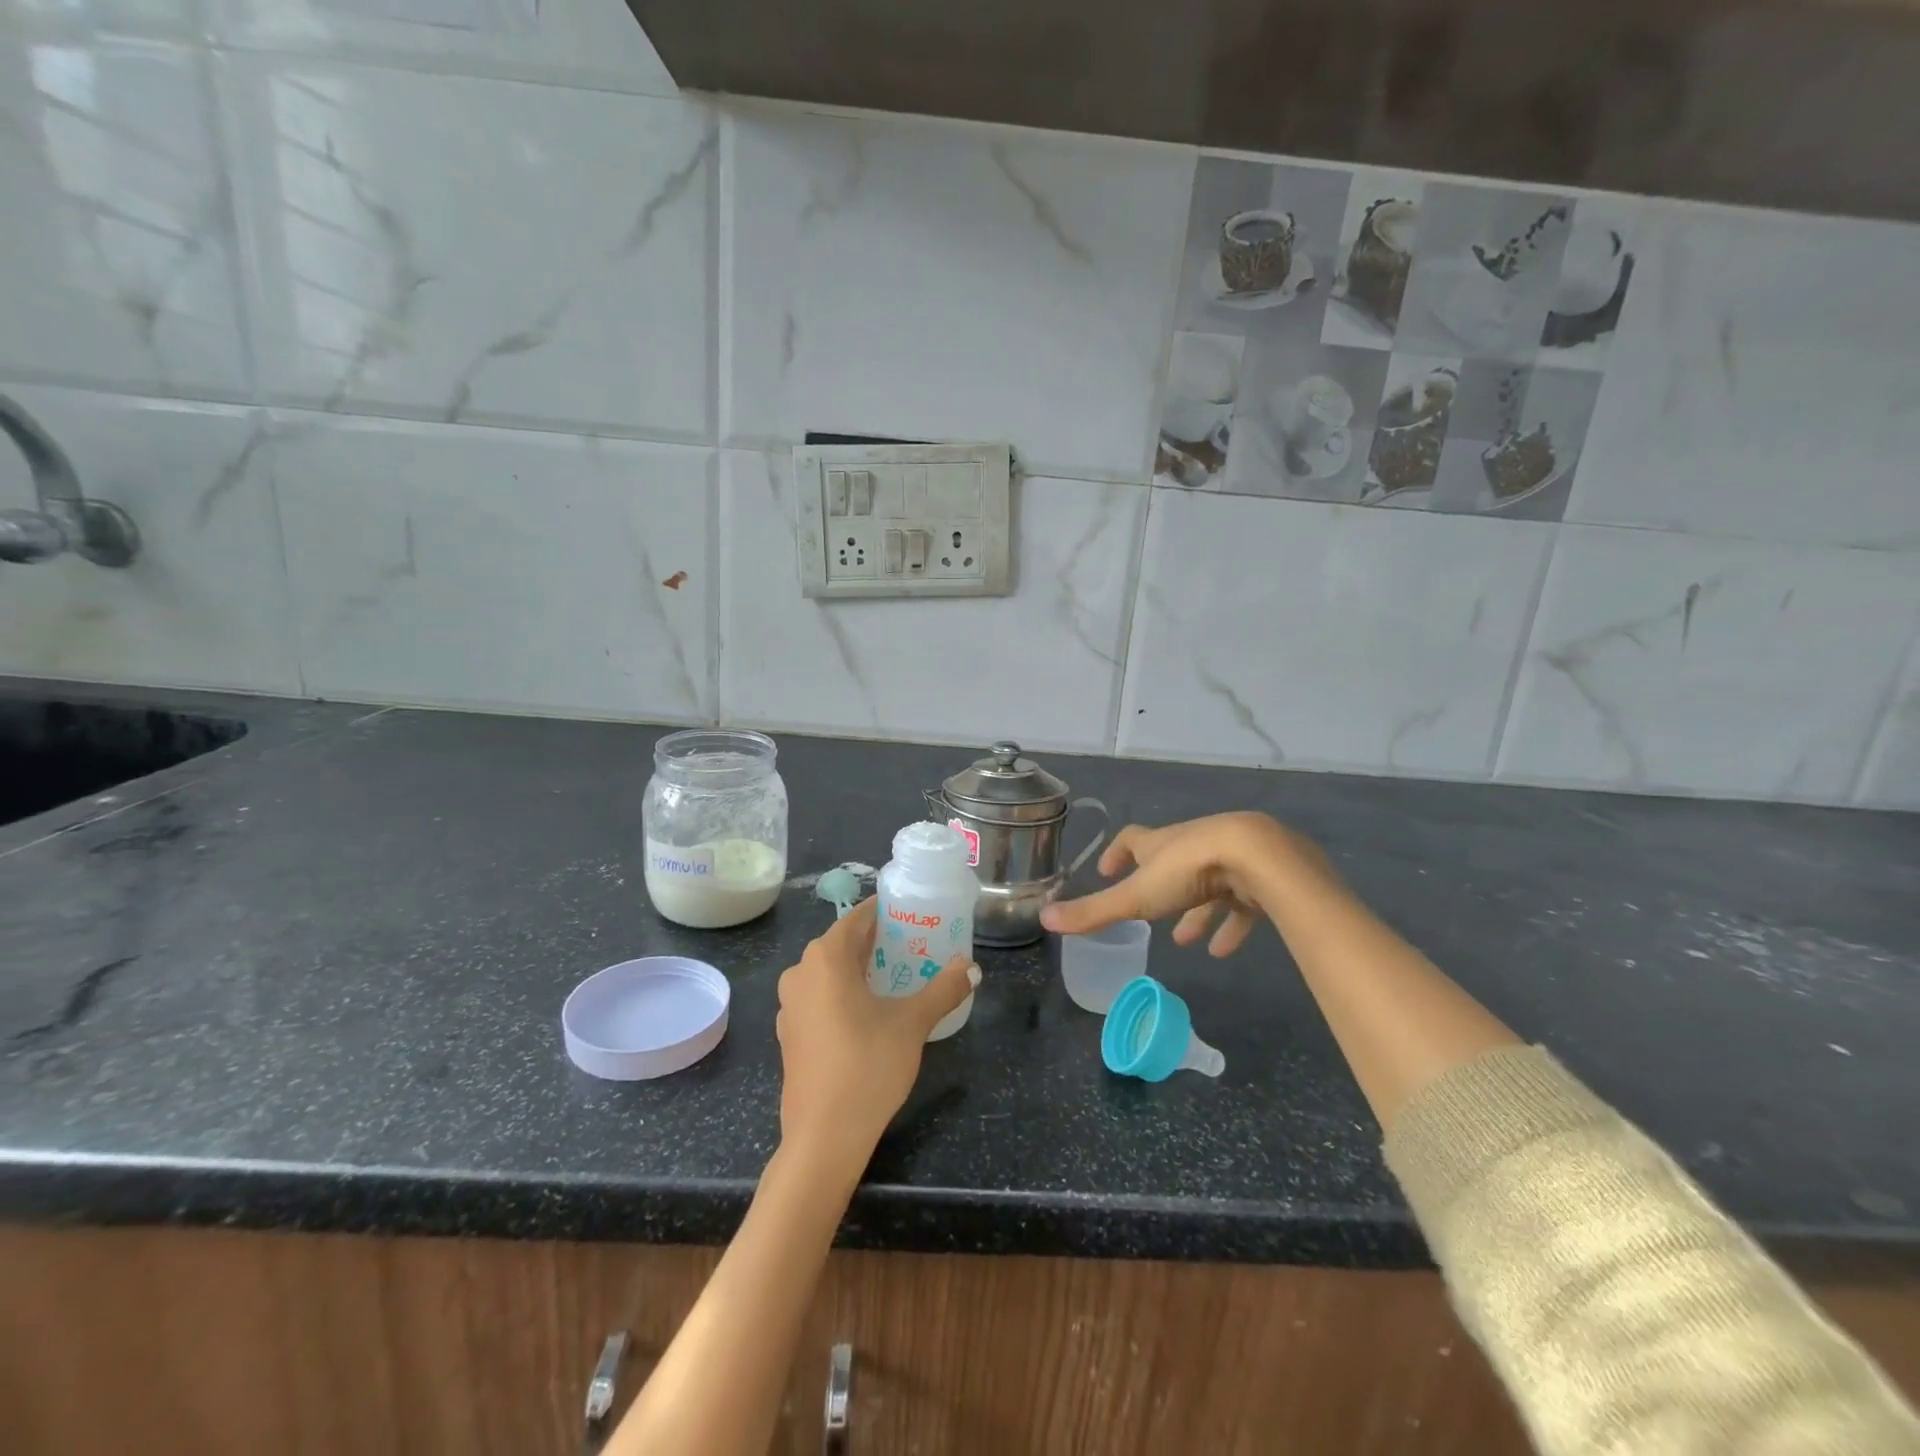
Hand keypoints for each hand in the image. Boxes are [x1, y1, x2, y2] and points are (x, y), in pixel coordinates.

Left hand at [775, 898, 978, 1174]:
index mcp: (825, 958)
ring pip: (829, 972)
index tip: (913, 914)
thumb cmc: (868, 1066)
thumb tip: (972, 967)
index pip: (858, 917)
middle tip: (914, 946)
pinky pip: (819, 997)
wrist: (824, 1136)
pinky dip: (843, 994)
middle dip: (877, 942)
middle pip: (843, 943)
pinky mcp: (789, 1033)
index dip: (886, 912)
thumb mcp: (913, 1024)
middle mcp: (800, 972)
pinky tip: (870, 1012)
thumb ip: (944, 989)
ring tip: (897, 978)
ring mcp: (789, 1005)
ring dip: (860, 969)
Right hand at [1039, 812, 1317, 955]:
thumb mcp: (1135, 896)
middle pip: (1170, 864)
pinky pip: (1240, 904)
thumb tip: (1044, 917)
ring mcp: (1226, 859)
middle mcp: (1189, 846)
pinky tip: (1221, 951)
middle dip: (1159, 888)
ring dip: (1194, 912)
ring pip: (1206, 886)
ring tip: (1184, 941)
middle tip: (1150, 916)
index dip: (1118, 852)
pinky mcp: (1256, 877)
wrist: (1256, 856)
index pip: (1133, 840)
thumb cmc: (1188, 870)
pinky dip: (1229, 925)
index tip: (1107, 869)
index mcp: (1159, 844)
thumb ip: (1093, 911)